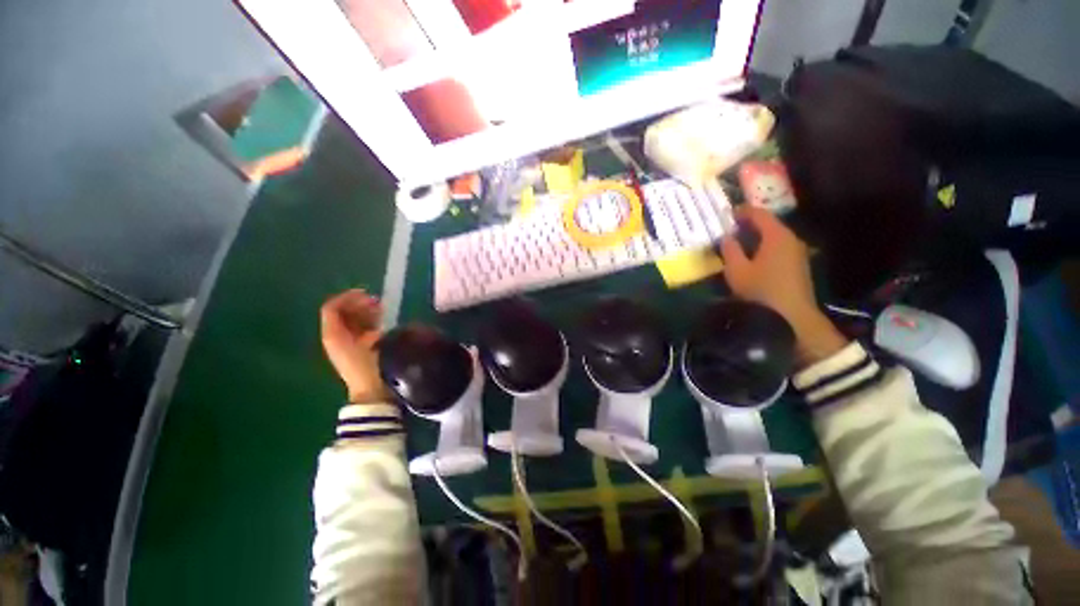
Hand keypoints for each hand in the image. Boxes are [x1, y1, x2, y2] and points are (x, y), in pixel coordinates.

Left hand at [320, 289, 386, 401]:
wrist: (371, 391)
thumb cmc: (370, 366)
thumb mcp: (372, 342)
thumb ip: (369, 323)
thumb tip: (374, 309)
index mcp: (333, 335)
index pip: (332, 308)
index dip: (348, 297)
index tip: (367, 293)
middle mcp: (333, 338)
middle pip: (340, 313)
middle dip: (358, 304)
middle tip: (377, 301)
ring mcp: (342, 345)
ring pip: (349, 321)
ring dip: (363, 312)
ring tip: (381, 309)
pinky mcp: (353, 350)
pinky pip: (356, 329)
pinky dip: (367, 322)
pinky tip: (380, 322)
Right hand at [718, 206, 847, 365]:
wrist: (791, 317)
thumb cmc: (760, 290)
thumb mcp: (736, 270)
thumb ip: (730, 250)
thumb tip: (727, 237)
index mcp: (777, 236)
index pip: (760, 214)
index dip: (743, 211)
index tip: (729, 212)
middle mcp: (792, 239)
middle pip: (770, 224)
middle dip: (750, 223)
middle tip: (731, 227)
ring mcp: (798, 253)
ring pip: (776, 237)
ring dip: (758, 236)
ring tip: (740, 241)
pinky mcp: (799, 266)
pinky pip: (780, 247)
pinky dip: (766, 246)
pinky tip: (754, 256)